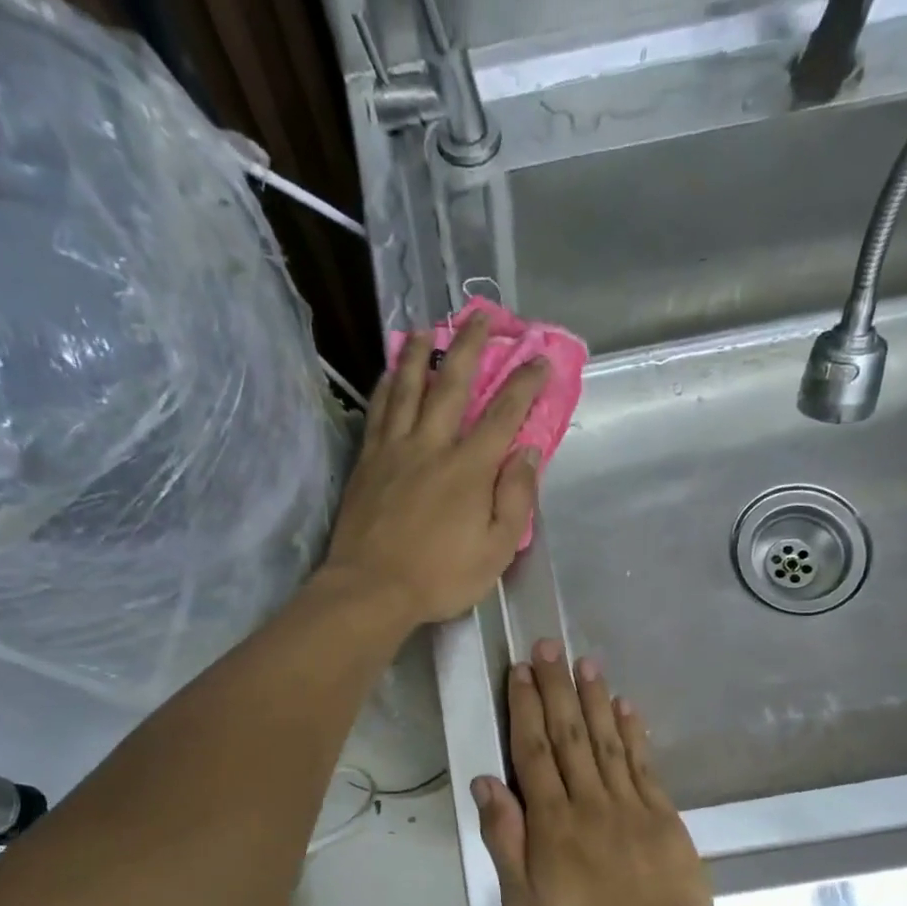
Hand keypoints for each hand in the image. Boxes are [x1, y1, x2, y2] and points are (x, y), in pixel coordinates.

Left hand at [322, 312, 548, 626]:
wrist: (371, 589)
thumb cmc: (440, 577)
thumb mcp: (496, 550)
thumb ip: (516, 498)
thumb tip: (529, 452)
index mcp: (469, 468)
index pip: (504, 414)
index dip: (525, 383)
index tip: (539, 359)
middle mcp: (432, 445)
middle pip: (452, 384)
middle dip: (471, 346)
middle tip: (481, 316)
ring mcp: (394, 449)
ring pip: (408, 387)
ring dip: (420, 354)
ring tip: (428, 329)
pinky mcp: (367, 461)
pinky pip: (378, 411)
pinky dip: (386, 384)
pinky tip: (389, 371)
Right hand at [472, 641, 717, 905]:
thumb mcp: (524, 904)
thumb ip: (506, 840)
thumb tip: (487, 782)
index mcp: (552, 823)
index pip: (533, 752)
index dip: (525, 707)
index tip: (521, 671)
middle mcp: (590, 802)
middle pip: (569, 734)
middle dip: (556, 687)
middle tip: (548, 646)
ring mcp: (631, 805)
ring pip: (607, 740)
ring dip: (593, 698)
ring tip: (584, 662)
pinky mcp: (663, 815)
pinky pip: (644, 763)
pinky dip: (633, 731)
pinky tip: (625, 706)